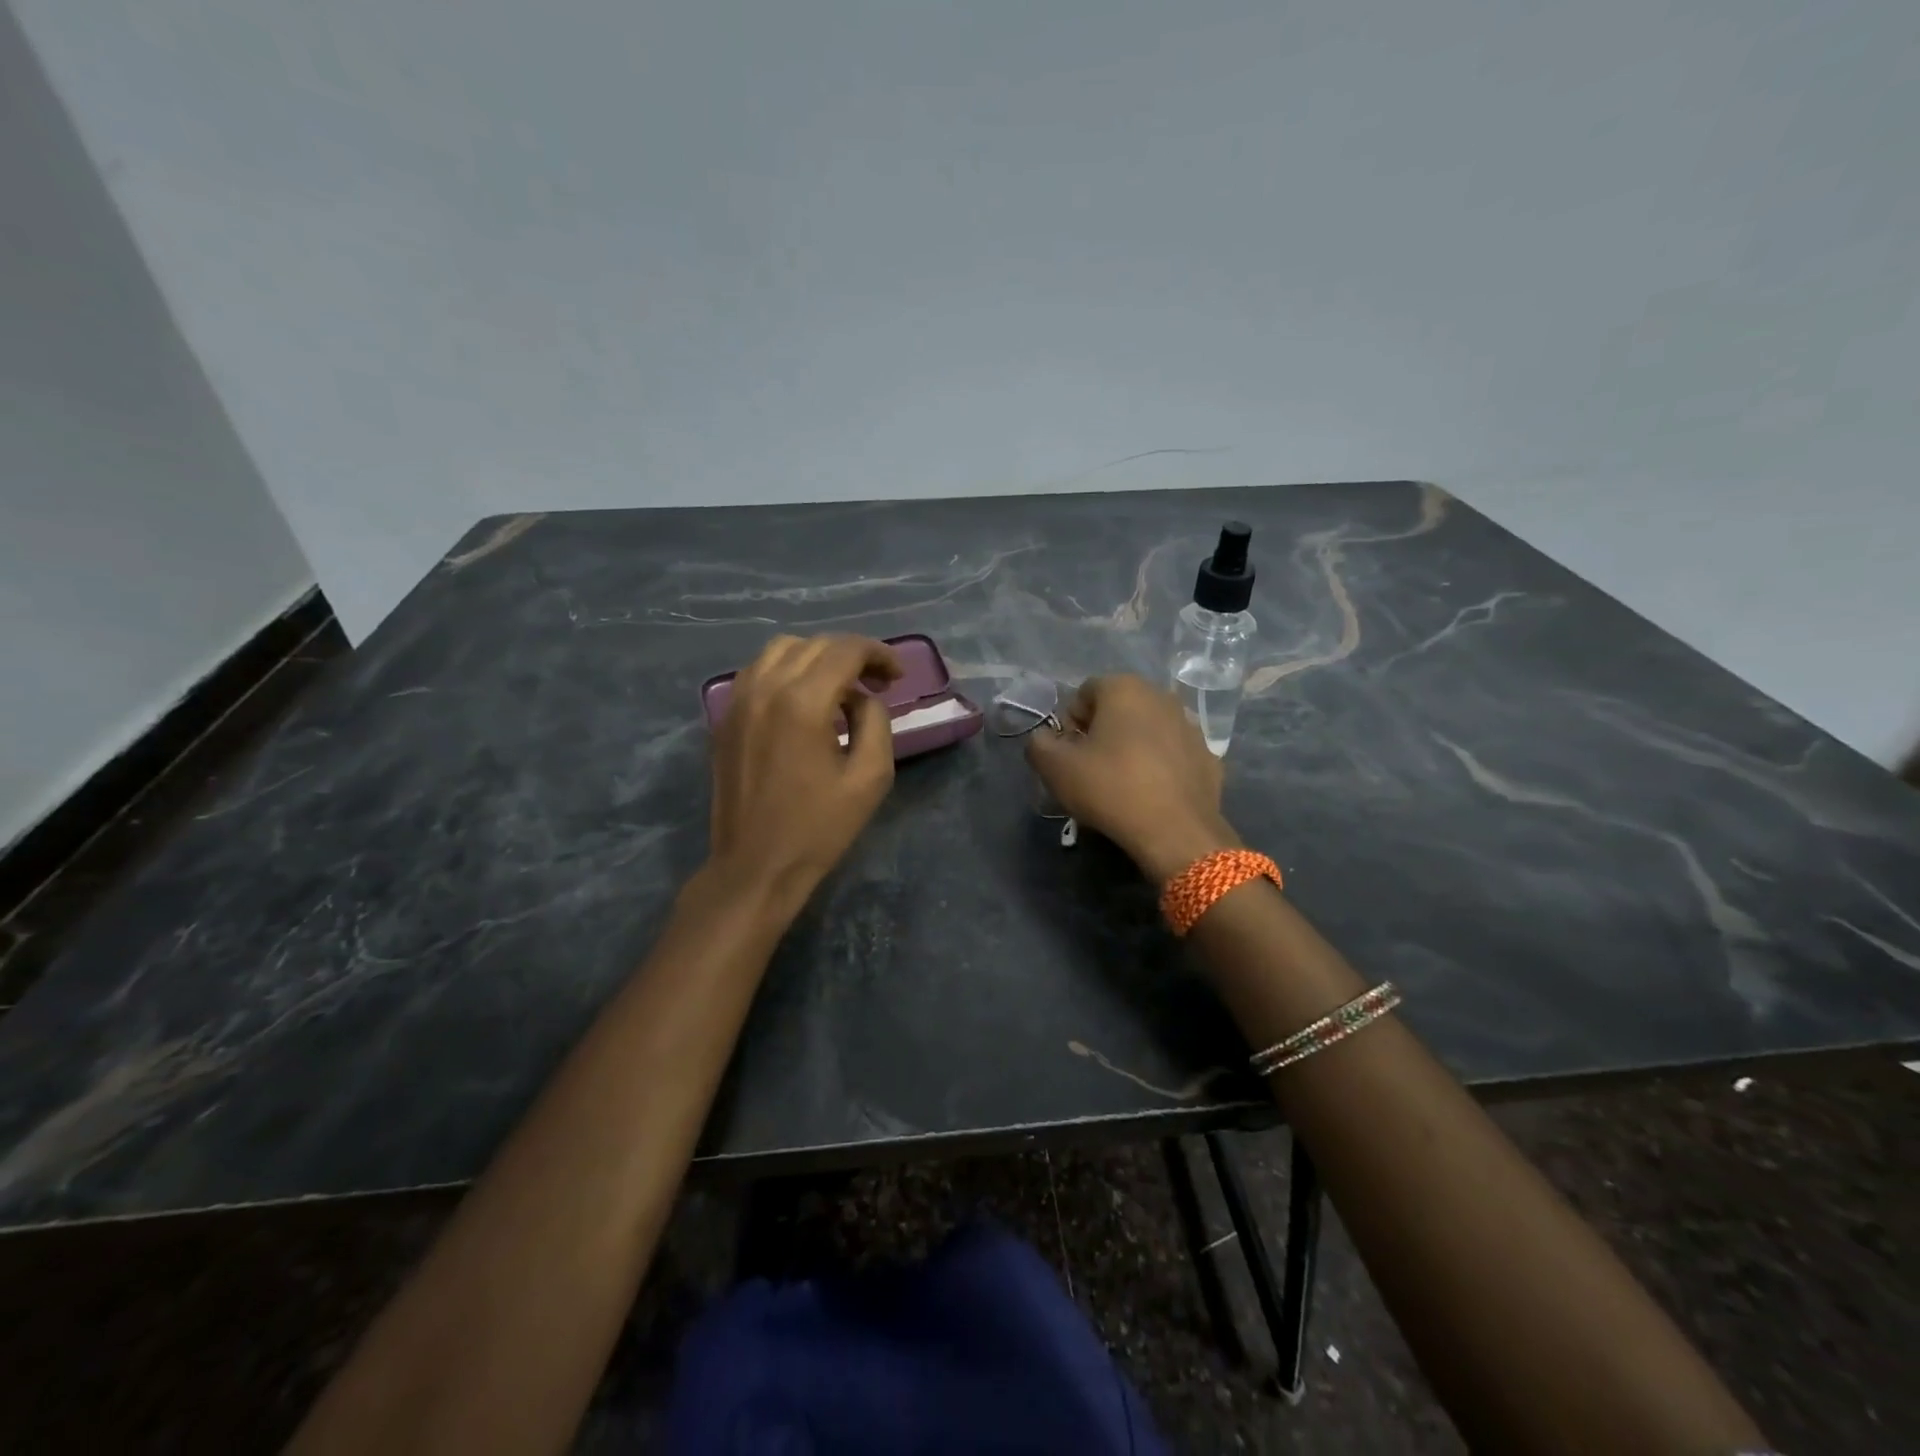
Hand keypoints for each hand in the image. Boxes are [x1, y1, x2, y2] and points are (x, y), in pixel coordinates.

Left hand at [709, 634, 902, 908]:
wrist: (755, 866)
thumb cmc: (819, 827)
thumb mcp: (870, 777)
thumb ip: (875, 722)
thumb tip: (863, 697)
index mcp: (802, 702)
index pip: (845, 650)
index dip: (878, 654)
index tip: (898, 675)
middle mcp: (764, 688)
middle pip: (814, 645)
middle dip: (852, 655)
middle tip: (878, 683)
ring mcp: (738, 701)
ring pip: (781, 650)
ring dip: (817, 658)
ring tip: (841, 686)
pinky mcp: (725, 717)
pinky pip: (757, 671)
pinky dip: (786, 670)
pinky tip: (803, 698)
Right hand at [1026, 674, 1239, 882]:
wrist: (1176, 832)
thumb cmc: (1110, 788)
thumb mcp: (1055, 768)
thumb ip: (1038, 744)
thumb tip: (1044, 739)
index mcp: (1124, 689)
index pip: (1084, 693)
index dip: (1069, 723)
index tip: (1068, 754)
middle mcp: (1162, 697)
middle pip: (1118, 709)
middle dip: (1100, 733)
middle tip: (1089, 770)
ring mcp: (1191, 726)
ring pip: (1148, 731)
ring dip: (1131, 748)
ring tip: (1121, 785)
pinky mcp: (1209, 757)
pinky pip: (1172, 755)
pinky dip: (1159, 767)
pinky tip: (1151, 795)